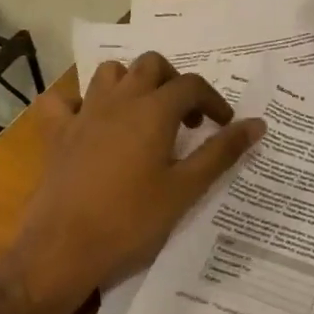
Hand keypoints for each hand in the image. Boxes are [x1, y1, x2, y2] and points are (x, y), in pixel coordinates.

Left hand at [1, 52, 266, 309]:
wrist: (62, 249)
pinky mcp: (56, 133)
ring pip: (109, 73)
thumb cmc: (130, 221)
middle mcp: (119, 100)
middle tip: (184, 117)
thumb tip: (257, 124)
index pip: (192, 85)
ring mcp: (83, 113)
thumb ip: (221, 152)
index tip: (224, 124)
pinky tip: (88, 121)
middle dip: (173, 82)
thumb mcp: (185, 190)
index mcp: (154, 110)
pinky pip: (62, 101)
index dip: (213, 100)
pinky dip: (76, 102)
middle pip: (151, 64)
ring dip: (130, 83)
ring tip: (143, 113)